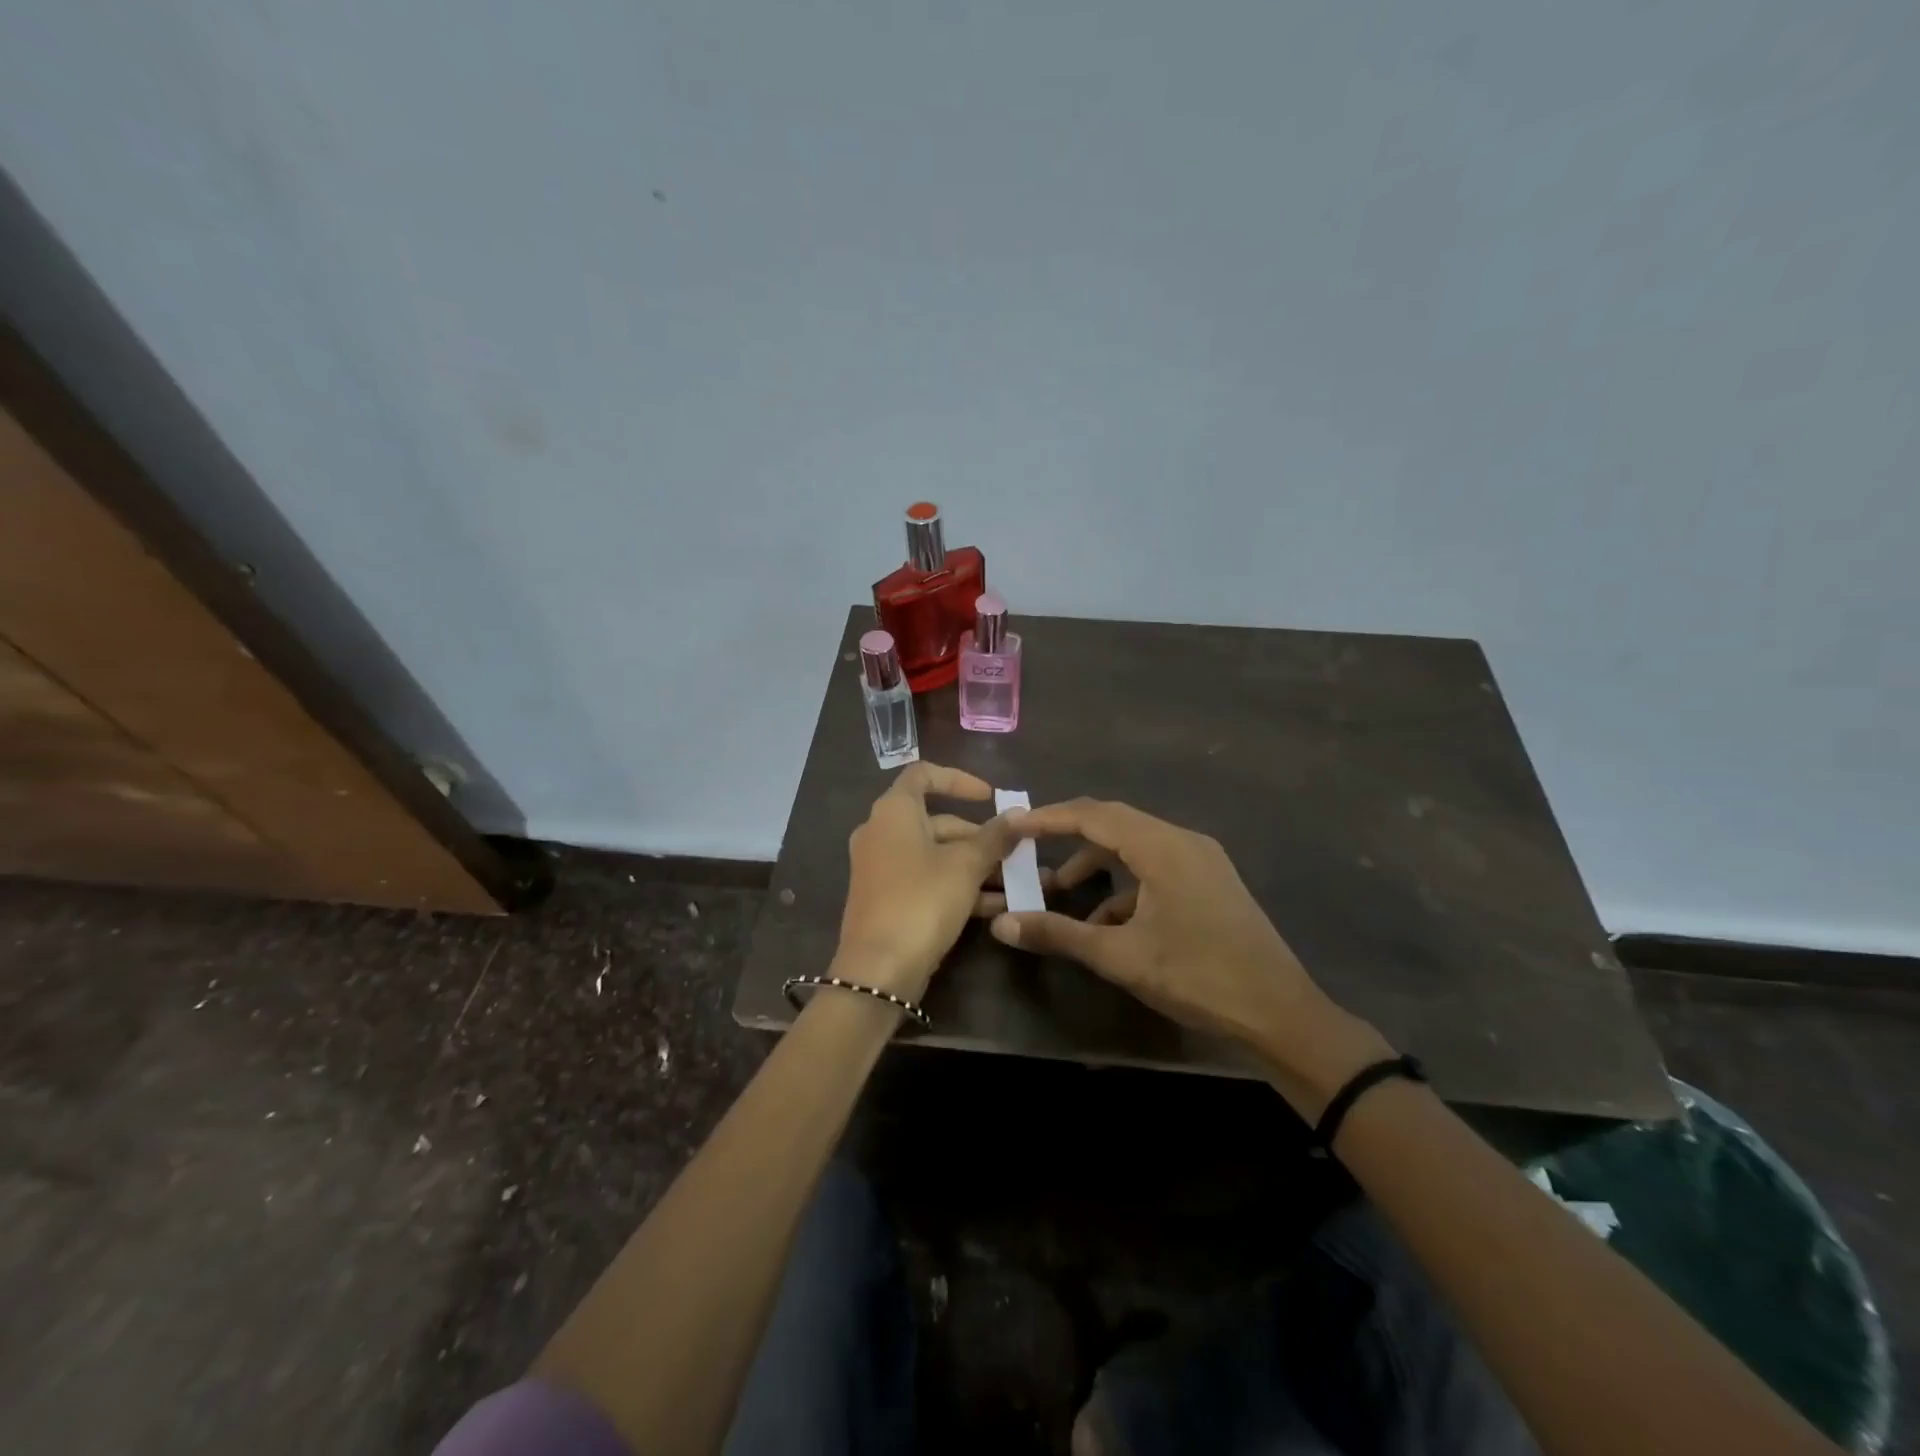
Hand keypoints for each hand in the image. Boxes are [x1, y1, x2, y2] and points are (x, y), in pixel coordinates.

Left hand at [836, 763, 1023, 1000]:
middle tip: (1016, 852)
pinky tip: (998, 907)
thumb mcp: (966, 866)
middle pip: (937, 821)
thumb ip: (995, 837)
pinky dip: (959, 887)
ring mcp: (882, 868)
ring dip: (976, 866)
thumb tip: (1020, 814)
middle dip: (980, 837)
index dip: (959, 780)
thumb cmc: (922, 901)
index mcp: (893, 811)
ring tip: (1018, 883)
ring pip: (936, 855)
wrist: (878, 970)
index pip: (924, 774)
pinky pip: (928, 881)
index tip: (990, 797)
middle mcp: (882, 833)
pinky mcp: (887, 899)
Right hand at [990, 798, 1392, 1111]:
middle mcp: (1183, 841)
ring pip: (1135, 845)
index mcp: (1163, 847)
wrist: (1281, 1014)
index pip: (1094, 815)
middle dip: (1069, 834)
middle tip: (1028, 845)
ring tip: (1062, 890)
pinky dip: (1124, 885)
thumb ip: (1059, 934)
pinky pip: (1155, 867)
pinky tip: (1105, 923)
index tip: (1013, 824)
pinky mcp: (1209, 882)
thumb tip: (1001, 924)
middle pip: (1114, 821)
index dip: (1049, 817)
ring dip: (1097, 862)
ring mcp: (1201, 860)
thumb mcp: (1121, 957)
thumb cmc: (1198, 978)